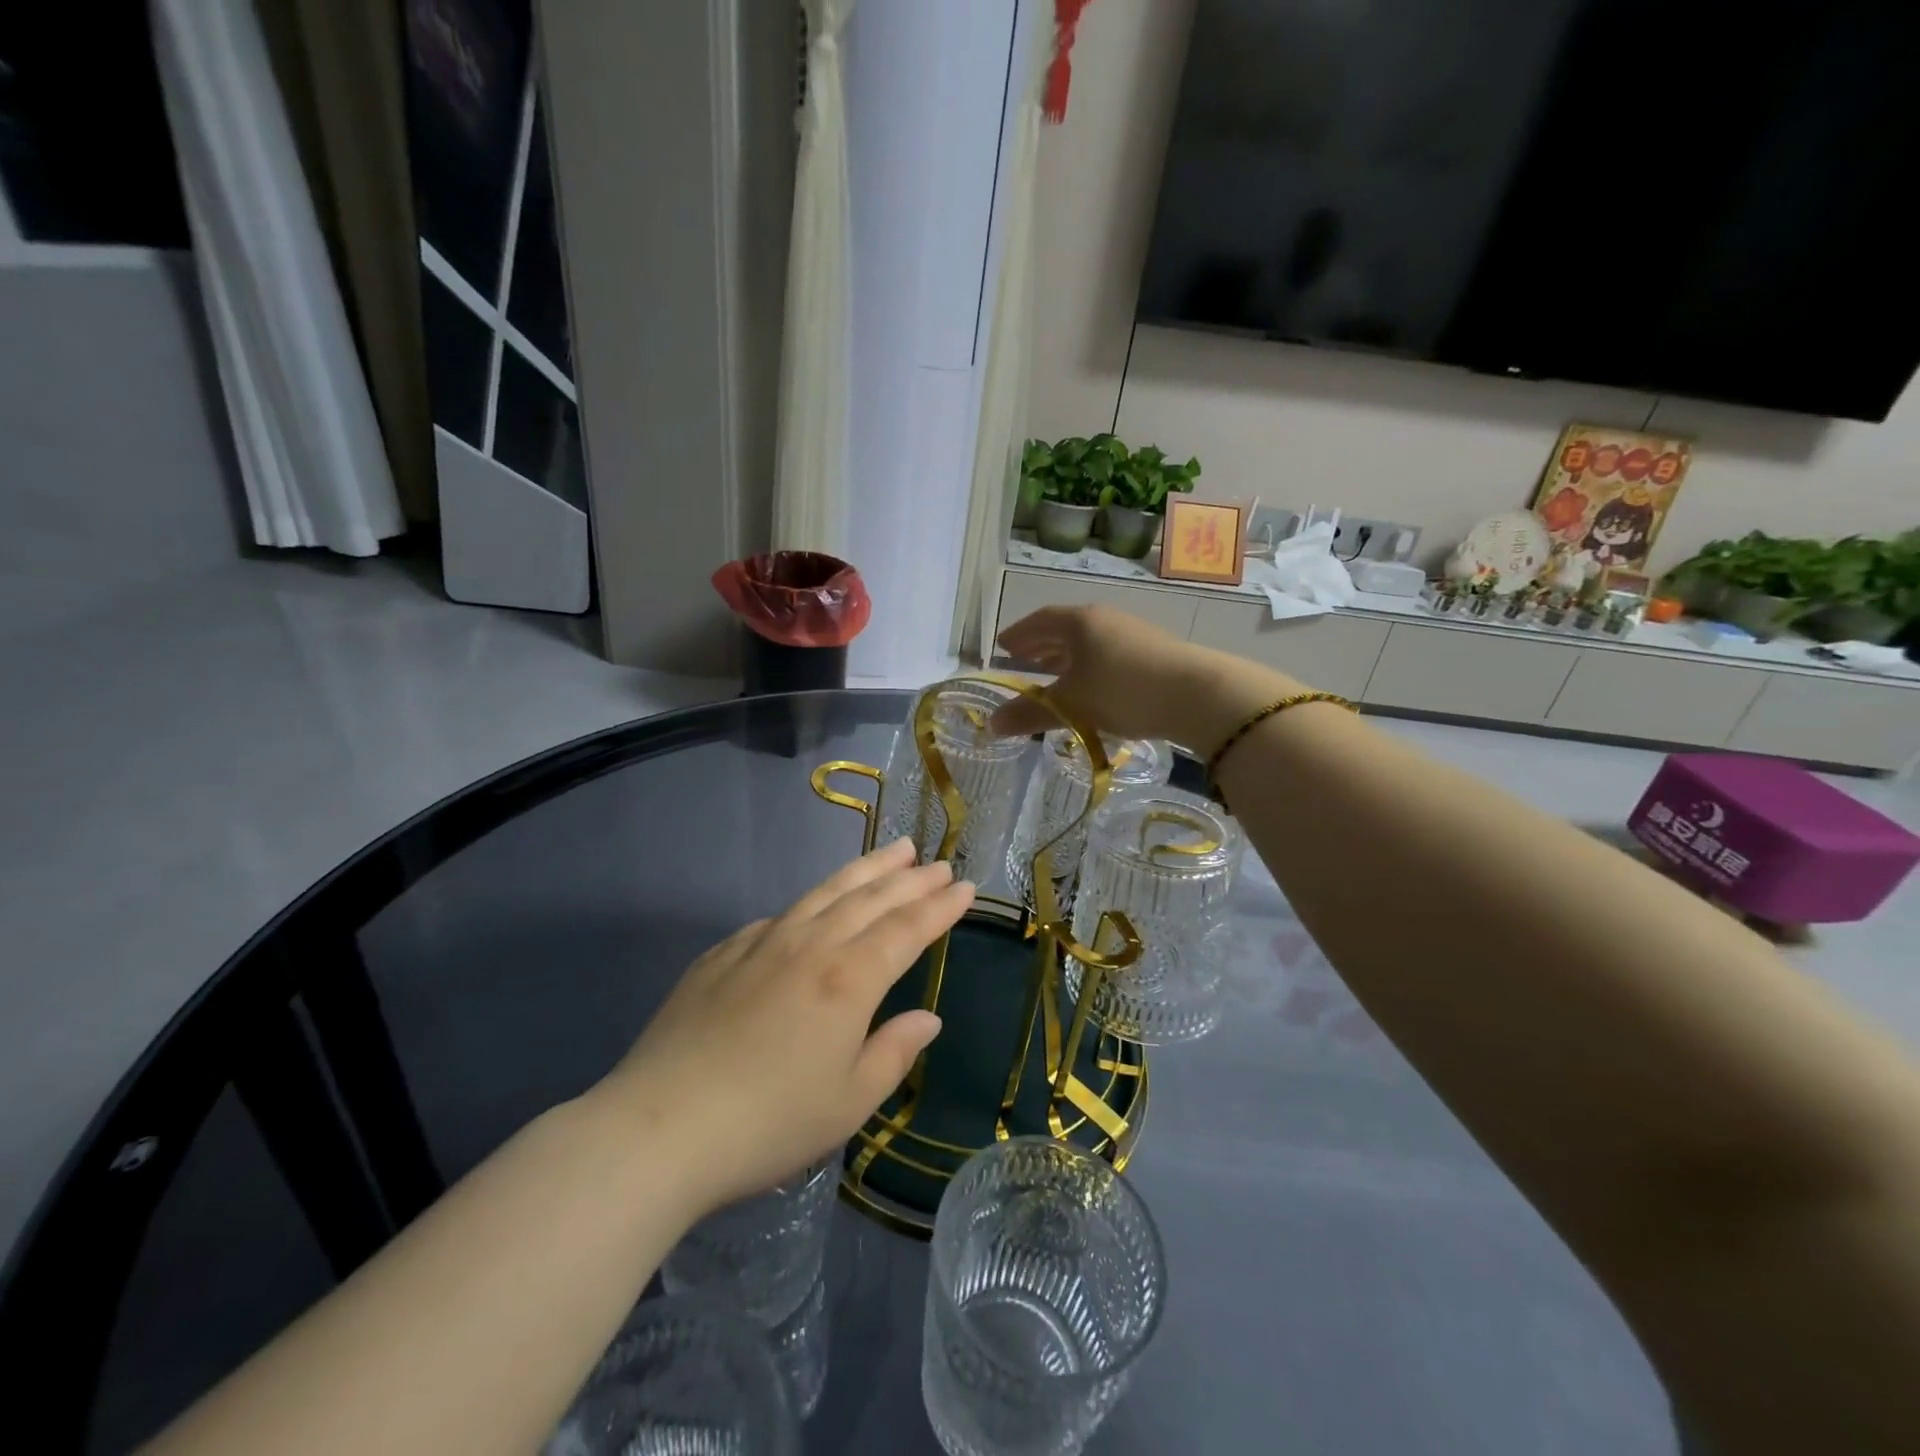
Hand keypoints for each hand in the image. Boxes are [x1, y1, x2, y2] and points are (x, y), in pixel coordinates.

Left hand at [593, 839, 972, 1213]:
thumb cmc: (769, 1123)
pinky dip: (810, 903)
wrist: (660, 1128)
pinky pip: (779, 916)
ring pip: (826, 892)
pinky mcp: (723, 954)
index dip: (939, 907)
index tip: (964, 888)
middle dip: (910, 879)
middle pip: (870, 898)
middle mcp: (810, 946)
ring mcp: (762, 943)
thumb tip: (927, 1018)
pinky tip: (815, 905)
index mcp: (848, 980)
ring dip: (866, 870)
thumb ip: (894, 1051)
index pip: (906, 929)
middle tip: (937, 862)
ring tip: (895, 851)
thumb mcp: (849, 1102)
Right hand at [991, 604, 1303, 749]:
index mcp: (1079, 622)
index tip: (1003, 646)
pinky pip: (1109, 654)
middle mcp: (1105, 619)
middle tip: (1023, 660)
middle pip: (1065, 628)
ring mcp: (1133, 633)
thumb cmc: (1122, 691)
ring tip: (1054, 675)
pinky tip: (1093, 688)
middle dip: (1042, 645)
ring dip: (1067, 657)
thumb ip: (1029, 714)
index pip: (1040, 621)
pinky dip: (1091, 667)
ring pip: (1090, 642)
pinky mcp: (1154, 652)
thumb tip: (991, 725)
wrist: (1197, 695)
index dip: (1019, 634)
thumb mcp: (1070, 705)